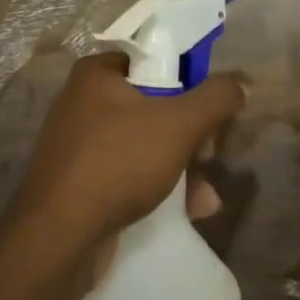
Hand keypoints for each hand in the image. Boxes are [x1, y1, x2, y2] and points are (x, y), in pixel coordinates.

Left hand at [13, 53, 243, 251]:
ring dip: (185, 169)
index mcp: (98, 74)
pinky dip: (161, 188)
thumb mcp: (179, 124)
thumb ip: (216, 98)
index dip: (191, 83)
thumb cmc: (118, 162)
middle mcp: (84, 103)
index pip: (156, 61)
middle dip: (193, 136)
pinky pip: (131, 174)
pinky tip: (190, 212)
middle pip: (157, 105)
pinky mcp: (82, 183)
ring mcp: (81, 145)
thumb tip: (241, 84)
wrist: (58, 238)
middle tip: (210, 156)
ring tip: (205, 197)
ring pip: (149, 144)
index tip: (212, 112)